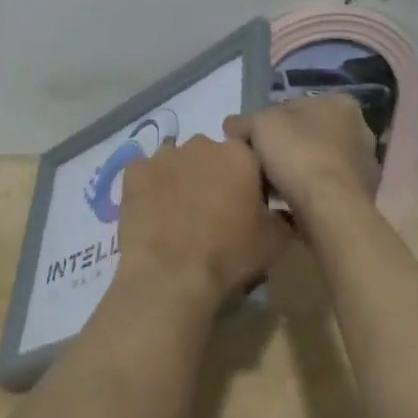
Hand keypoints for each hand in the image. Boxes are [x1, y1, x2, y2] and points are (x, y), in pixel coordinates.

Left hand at [116, 135, 291, 306]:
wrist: (171, 273)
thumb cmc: (229, 254)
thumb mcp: (275, 241)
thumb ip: (283, 217)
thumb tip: (282, 211)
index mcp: (239, 154)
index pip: (249, 156)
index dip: (249, 179)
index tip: (247, 203)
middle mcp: (201, 144)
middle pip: (211, 155)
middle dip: (213, 175)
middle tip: (213, 210)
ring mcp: (164, 155)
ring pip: (177, 161)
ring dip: (181, 179)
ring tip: (179, 214)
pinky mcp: (134, 171)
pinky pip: (145, 173)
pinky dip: (149, 187)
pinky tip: (152, 212)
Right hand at [224, 94, 379, 234]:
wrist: (329, 208)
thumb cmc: (297, 153)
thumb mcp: (258, 125)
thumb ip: (243, 122)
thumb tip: (232, 126)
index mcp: (339, 103)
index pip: (294, 106)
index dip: (268, 123)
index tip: (252, 141)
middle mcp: (360, 129)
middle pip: (308, 134)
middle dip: (285, 147)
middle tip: (260, 163)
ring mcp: (365, 164)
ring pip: (318, 162)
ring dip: (297, 171)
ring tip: (271, 187)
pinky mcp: (363, 195)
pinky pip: (326, 188)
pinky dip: (309, 192)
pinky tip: (289, 203)